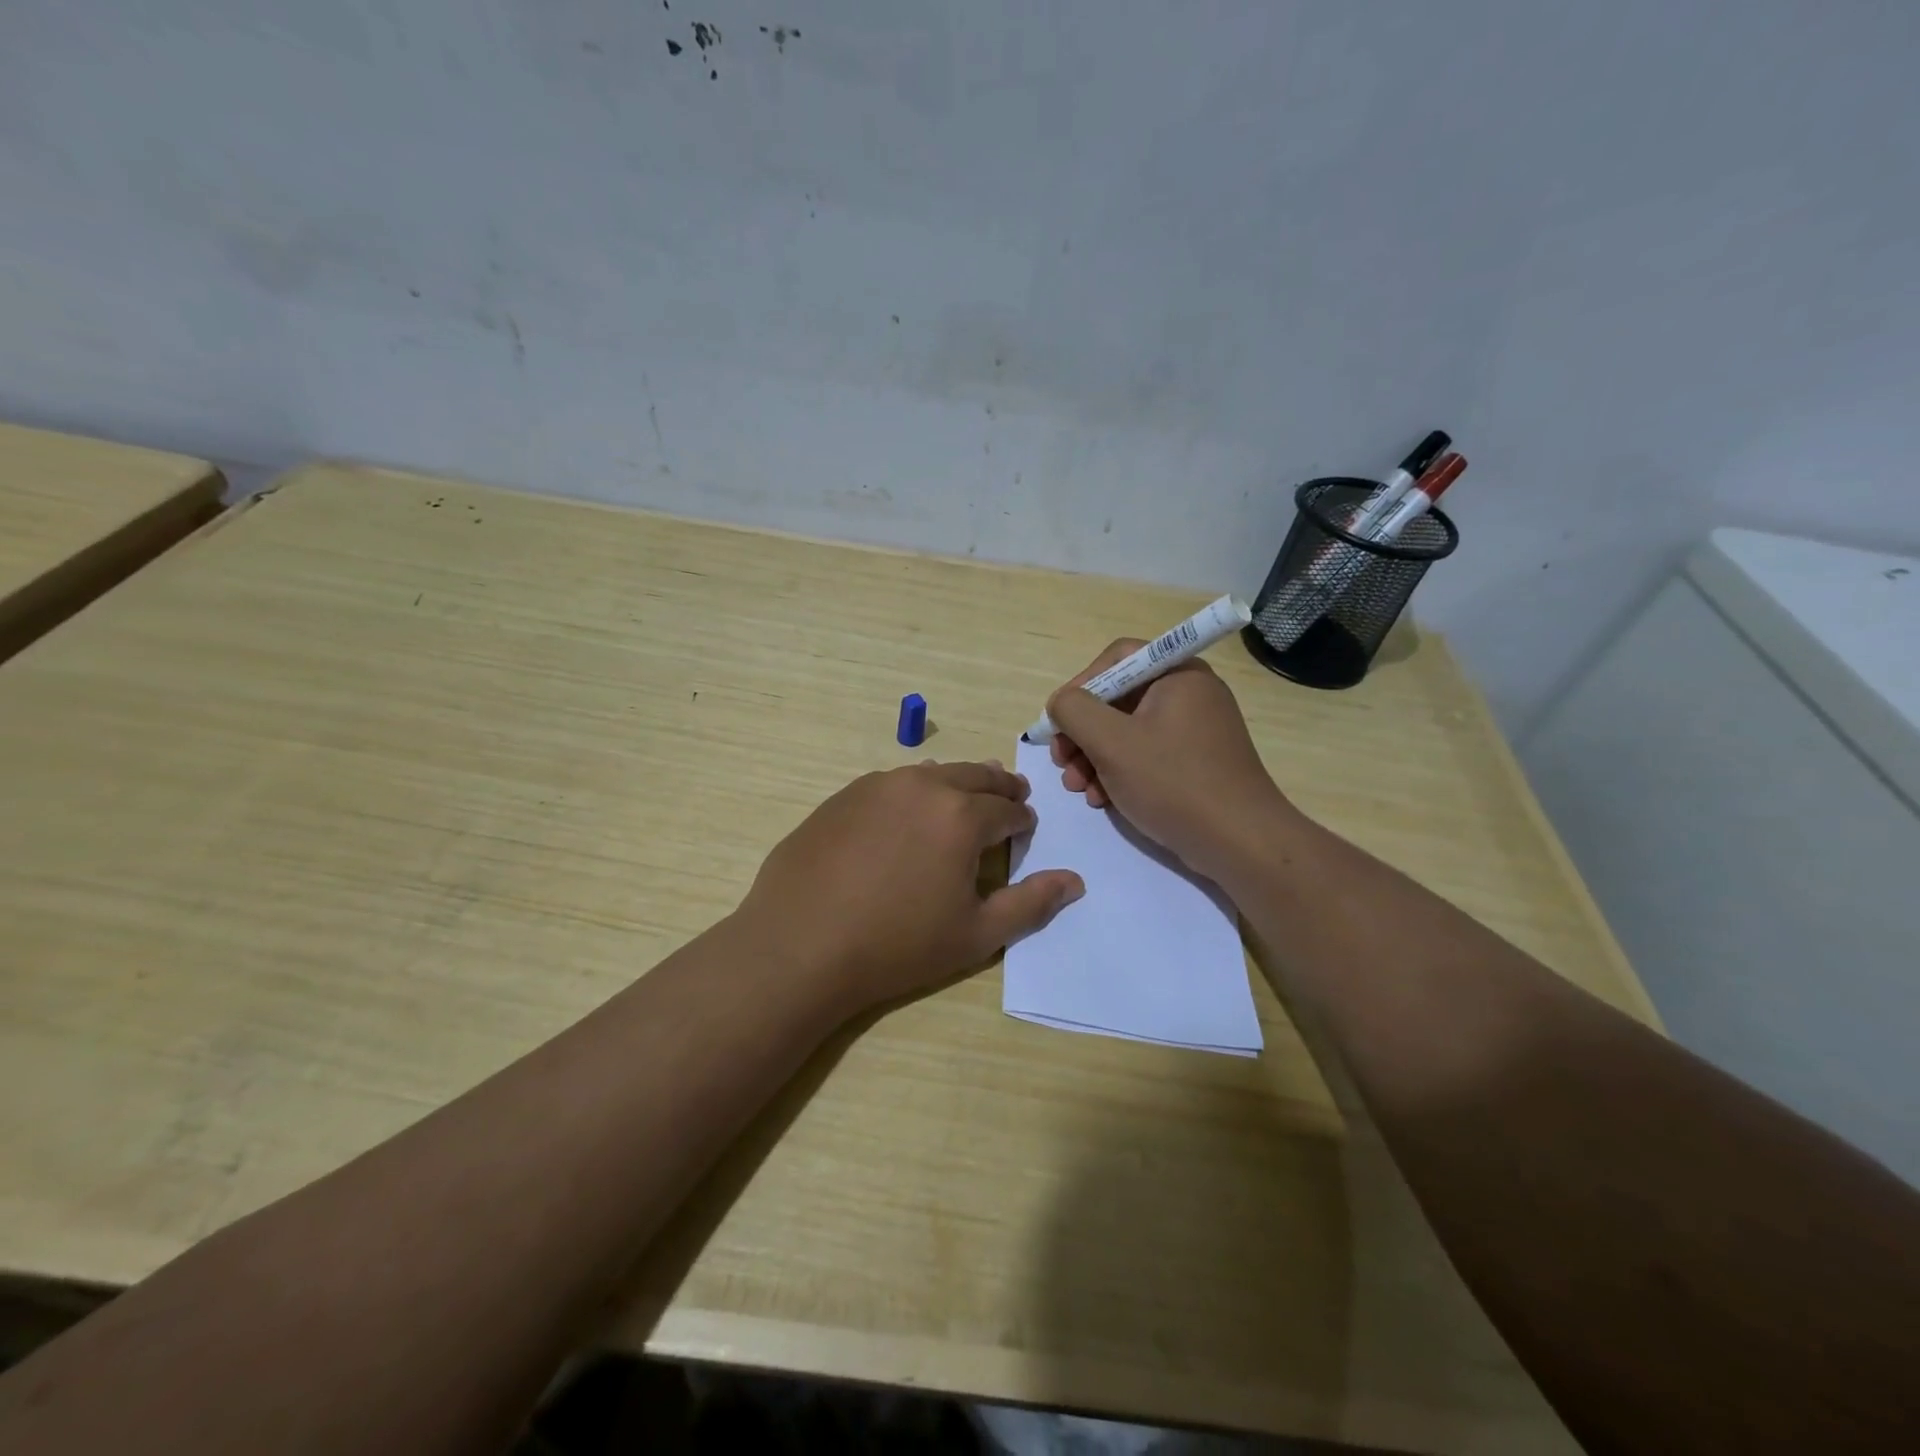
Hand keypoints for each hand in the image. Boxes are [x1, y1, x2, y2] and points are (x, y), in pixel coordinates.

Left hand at [737, 761, 1084, 1014]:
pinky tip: (906, 813)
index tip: (1026, 828)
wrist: (800, 945)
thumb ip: (1030, 904)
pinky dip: (913, 791)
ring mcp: (876, 786)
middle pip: (973, 776)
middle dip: (997, 787)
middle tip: (1010, 795)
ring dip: (955, 783)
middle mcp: (922, 786)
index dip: (1022, 819)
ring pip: (931, 774)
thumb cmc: (897, 946)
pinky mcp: (842, 796)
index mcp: (961, 815)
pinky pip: (891, 784)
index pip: (1007, 809)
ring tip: (963, 796)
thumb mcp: (975, 935)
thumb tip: (1074, 881)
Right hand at [1046, 641, 1294, 881]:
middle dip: (1082, 732)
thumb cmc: (1173, 782)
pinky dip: (1118, 772)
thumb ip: (1074, 711)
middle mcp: (1189, 694)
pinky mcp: (1195, 762)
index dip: (1080, 685)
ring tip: (1077, 788)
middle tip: (1062, 762)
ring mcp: (1194, 730)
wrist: (1239, 842)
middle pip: (1118, 698)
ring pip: (1127, 731)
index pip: (1117, 659)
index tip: (1060, 722)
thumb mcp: (1111, 742)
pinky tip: (1102, 800)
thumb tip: (1061, 703)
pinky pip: (1145, 755)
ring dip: (1094, 757)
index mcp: (1177, 674)